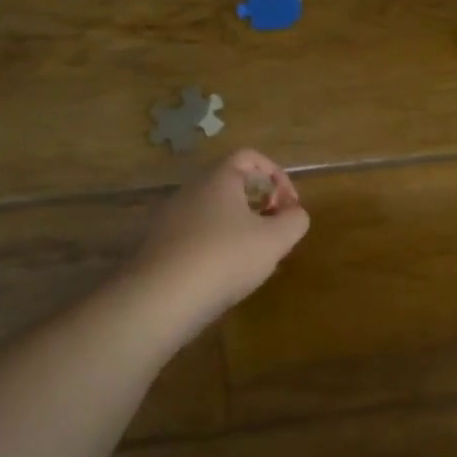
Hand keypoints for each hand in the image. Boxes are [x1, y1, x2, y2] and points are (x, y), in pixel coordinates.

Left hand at [131, 150, 310, 321]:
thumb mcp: (275, 240)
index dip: (277, 175)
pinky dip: (218, 245)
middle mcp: (191, 190)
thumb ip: (295, 221)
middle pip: (232, 183)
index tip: (289, 205)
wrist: (161, 299)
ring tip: (255, 256)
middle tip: (275, 230)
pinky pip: (198, 234)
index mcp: (218, 178)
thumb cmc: (225, 258)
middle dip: (260, 202)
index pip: (250, 157)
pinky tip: (227, 274)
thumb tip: (295, 214)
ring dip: (240, 226)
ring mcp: (171, 218)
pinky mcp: (161, 246)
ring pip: (215, 211)